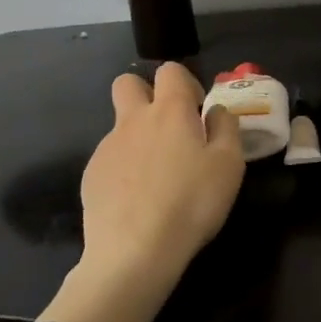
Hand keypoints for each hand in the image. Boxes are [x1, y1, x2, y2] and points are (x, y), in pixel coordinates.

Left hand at [81, 62, 244, 277]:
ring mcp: (106, 147)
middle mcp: (133, 120)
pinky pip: (110, 159)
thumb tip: (216, 111)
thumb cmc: (191, 203)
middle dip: (146, 93)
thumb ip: (226, 128)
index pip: (170, 70)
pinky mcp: (91, 175)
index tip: (197, 111)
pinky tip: (137, 200)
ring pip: (120, 125)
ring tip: (157, 177)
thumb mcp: (229, 165)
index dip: (185, 83)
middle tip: (168, 127)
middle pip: (127, 83)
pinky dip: (124, 169)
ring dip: (138, 137)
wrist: (133, 251)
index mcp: (169, 111)